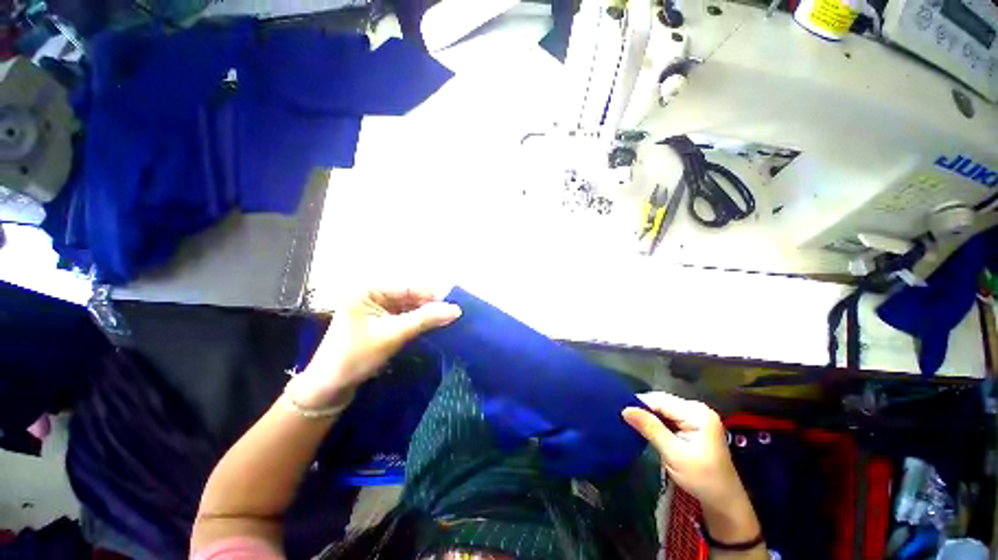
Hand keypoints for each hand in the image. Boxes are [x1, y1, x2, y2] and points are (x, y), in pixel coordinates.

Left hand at [290, 289, 460, 407]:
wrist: (329, 389)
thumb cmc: (356, 356)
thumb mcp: (393, 334)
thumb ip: (425, 319)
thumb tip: (456, 309)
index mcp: (367, 291)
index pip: (407, 288)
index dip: (431, 295)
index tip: (454, 304)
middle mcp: (371, 296)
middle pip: (408, 298)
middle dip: (428, 307)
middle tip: (451, 316)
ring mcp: (374, 311)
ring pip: (407, 309)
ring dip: (424, 316)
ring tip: (445, 321)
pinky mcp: (378, 325)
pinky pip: (402, 319)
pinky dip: (416, 324)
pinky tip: (430, 328)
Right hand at [623, 393, 760, 543]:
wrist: (724, 502)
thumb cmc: (702, 479)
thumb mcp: (674, 454)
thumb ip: (650, 428)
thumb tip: (625, 409)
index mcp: (698, 413)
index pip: (661, 401)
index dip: (640, 403)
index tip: (619, 409)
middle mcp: (697, 409)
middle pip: (662, 402)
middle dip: (643, 409)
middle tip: (622, 415)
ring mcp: (696, 416)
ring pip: (664, 409)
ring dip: (648, 415)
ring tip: (629, 419)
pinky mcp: (692, 425)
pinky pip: (669, 417)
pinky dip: (656, 421)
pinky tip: (645, 426)